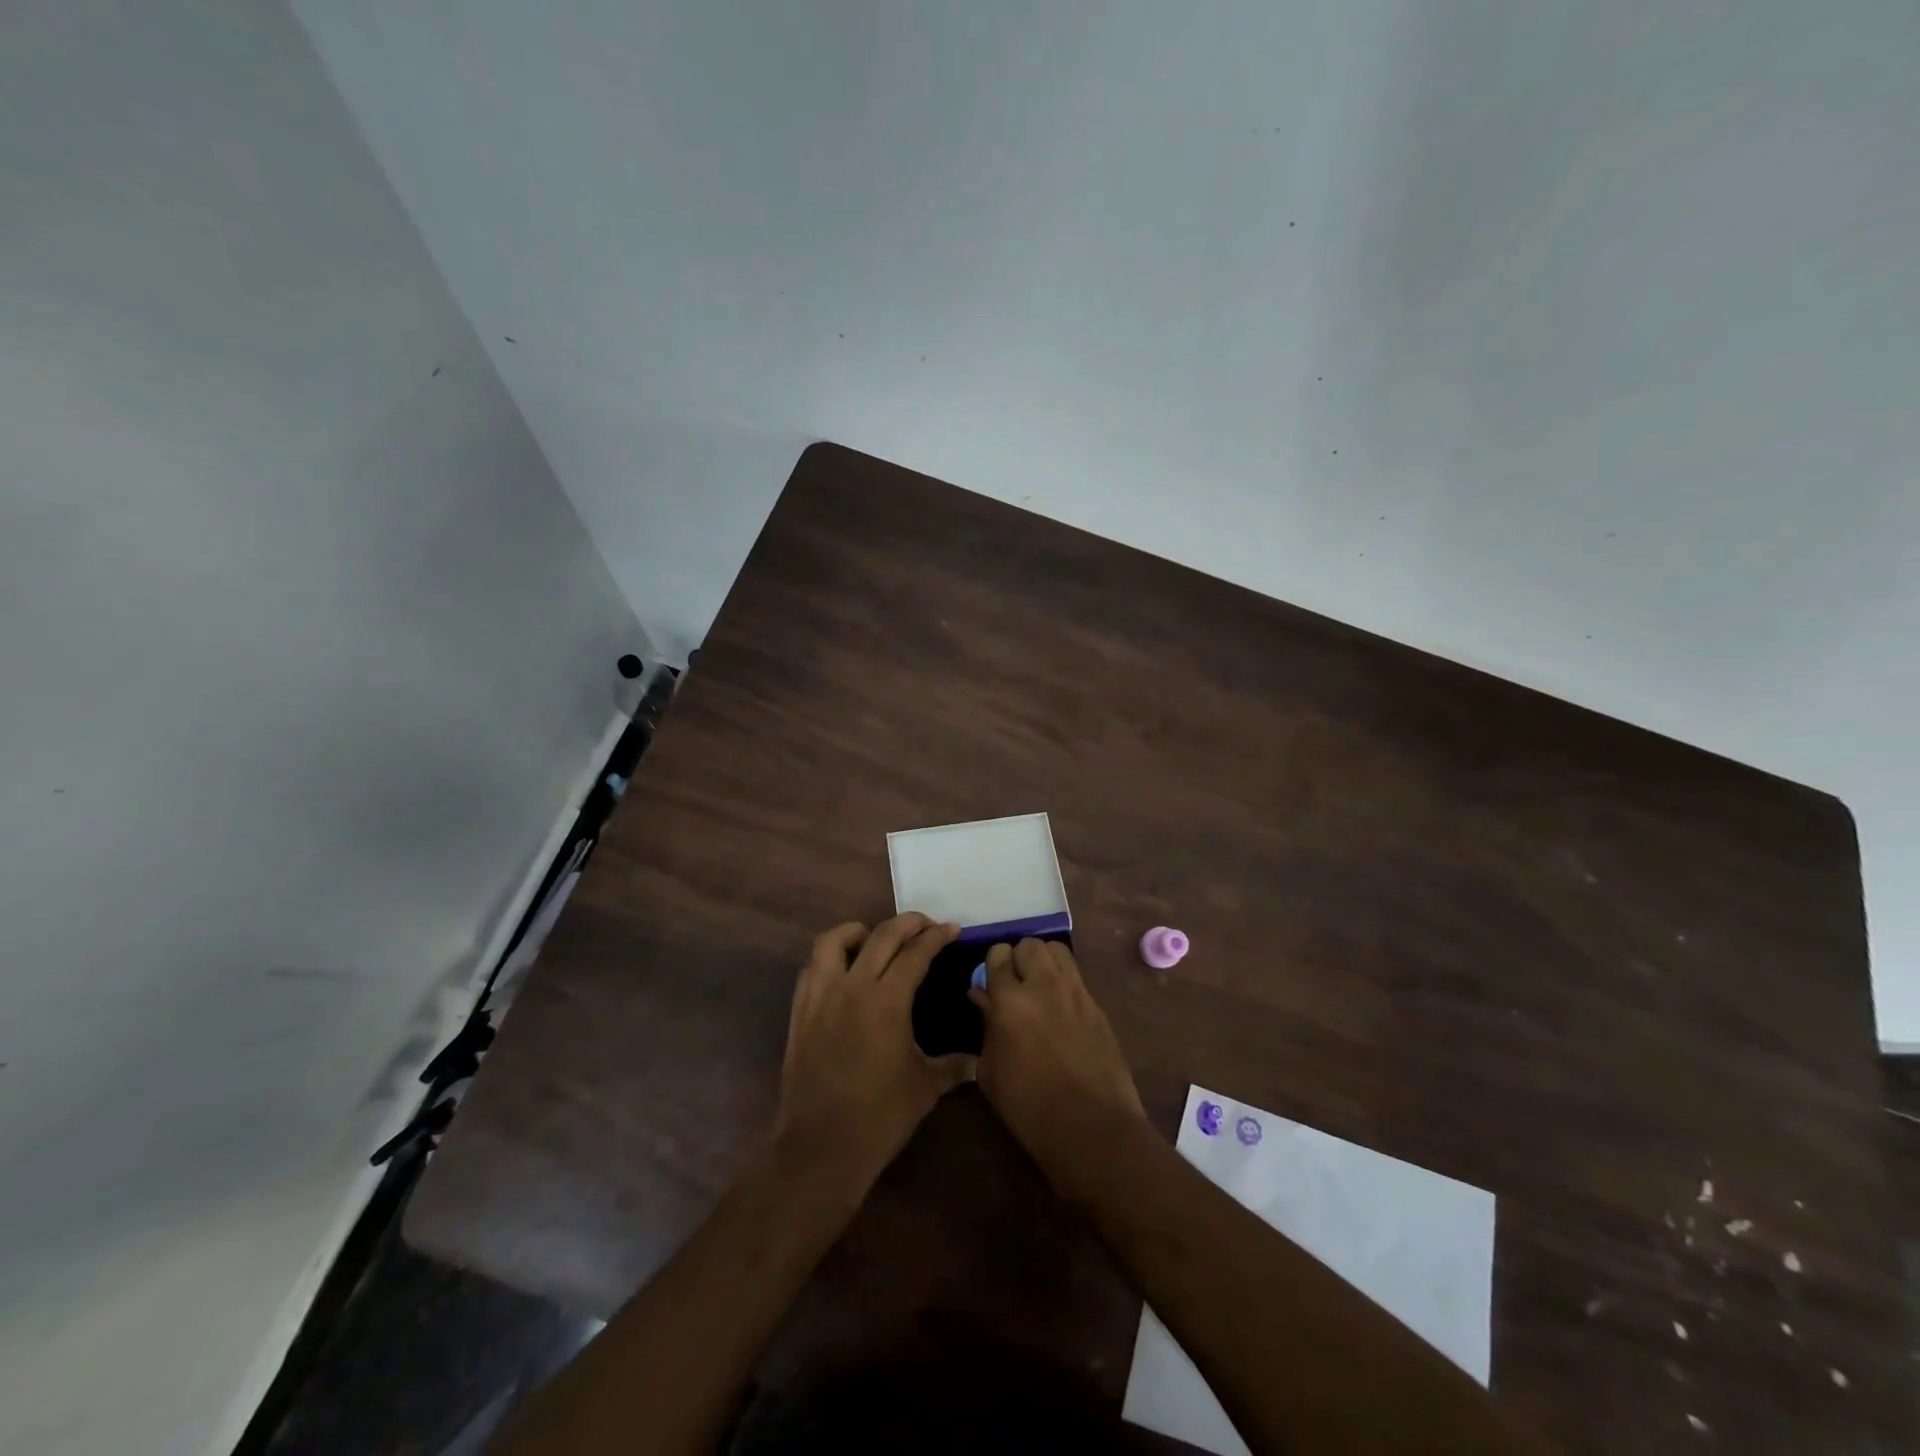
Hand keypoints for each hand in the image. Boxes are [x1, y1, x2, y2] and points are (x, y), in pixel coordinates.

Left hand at [774, 914, 974, 1191]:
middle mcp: (853, 987)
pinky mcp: (800, 1012)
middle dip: (906, 923)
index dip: (936, 937)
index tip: (951, 929)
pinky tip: (843, 970)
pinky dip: (829, 958)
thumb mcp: (925, 1087)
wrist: (820, 1146)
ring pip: (833, 941)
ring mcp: (821, 996)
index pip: (915, 953)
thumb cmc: (879, 1117)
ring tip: (874, 937)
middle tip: (925, 924)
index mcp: (887, 1000)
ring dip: (858, 930)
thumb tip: (979, 1061)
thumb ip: (953, 1066)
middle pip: (880, 936)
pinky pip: (812, 968)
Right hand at [969, 939, 1145, 1190]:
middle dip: (1018, 958)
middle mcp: (1044, 985)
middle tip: (1014, 983)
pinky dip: (1063, 979)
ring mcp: (1075, 991)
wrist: (1092, 1128)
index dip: (992, 965)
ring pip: (1056, 950)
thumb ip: (986, 1026)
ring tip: (1038, 985)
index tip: (990, 984)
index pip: (998, 954)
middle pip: (1029, 944)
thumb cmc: (1029, 1107)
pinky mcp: (1097, 1004)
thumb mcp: (991, 1072)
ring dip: (1043, 960)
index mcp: (1010, 1000)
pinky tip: (1059, 1006)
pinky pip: (1076, 975)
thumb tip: (983, 997)